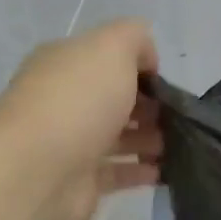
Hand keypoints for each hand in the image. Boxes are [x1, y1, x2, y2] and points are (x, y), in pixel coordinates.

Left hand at [0, 18, 162, 219]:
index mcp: (66, 64)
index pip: (108, 60)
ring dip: (151, 140)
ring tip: (181, 146)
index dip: (141, 69)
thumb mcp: (111, 48)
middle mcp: (65, 100)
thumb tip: (147, 59)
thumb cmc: (78, 102)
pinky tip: (168, 171)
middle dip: (151, 108)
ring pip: (120, 137)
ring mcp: (71, 142)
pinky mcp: (81, 181)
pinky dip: (143, 171)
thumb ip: (134, 39)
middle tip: (180, 119)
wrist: (38, 172)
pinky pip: (119, 172)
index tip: (168, 86)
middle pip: (115, 100)